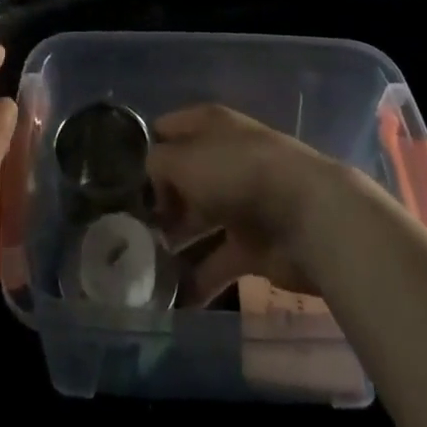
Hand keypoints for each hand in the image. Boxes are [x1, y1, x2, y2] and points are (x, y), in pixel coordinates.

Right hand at [146, 104, 353, 301]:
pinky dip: (198, 281)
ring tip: (141, 269)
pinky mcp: (254, 245)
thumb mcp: (184, 159)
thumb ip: (157, 164)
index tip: (119, 181)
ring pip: (198, 222)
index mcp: (210, 126)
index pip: (168, 129)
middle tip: (126, 232)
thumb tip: (151, 180)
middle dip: (157, 204)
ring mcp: (241, 202)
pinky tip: (171, 299)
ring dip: (174, 245)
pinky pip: (217, 262)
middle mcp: (224, 159)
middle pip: (182, 179)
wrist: (308, 216)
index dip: (145, 151)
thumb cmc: (238, 173)